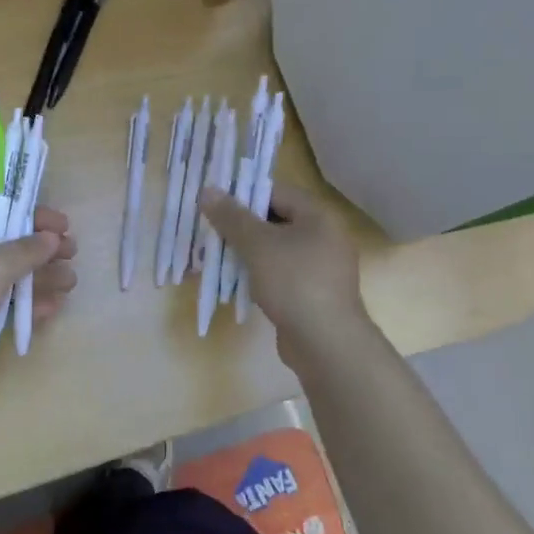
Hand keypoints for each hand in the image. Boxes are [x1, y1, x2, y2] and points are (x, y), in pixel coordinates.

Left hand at [0, 204, 77, 384]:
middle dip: (41, 251)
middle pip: (5, 245)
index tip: (65, 226)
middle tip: (72, 255)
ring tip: (70, 284)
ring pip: (5, 277)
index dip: (33, 217)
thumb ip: (27, 249)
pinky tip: (50, 308)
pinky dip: (23, 304)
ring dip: (38, 279)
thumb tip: (50, 238)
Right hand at [200, 184, 369, 368]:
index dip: (244, 195)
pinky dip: (259, 275)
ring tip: (216, 256)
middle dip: (241, 227)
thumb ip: (231, 217)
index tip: (215, 203)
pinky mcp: (313, 294)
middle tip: (211, 231)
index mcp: (318, 216)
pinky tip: (237, 284)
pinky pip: (281, 274)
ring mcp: (321, 268)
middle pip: (276, 221)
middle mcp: (325, 237)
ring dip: (248, 253)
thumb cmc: (294, 282)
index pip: (276, 192)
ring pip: (276, 250)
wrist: (326, 342)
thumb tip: (207, 190)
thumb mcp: (257, 245)